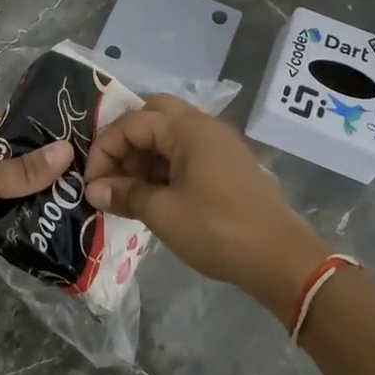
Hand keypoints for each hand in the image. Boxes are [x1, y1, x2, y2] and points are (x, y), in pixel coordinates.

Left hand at [0, 110, 73, 280]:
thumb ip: (24, 170)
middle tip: (84, 187)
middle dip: (43, 173)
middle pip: (16, 157)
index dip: (48, 134)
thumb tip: (69, 150)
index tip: (84, 150)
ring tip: (71, 210)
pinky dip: (10, 217)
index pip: (19, 122)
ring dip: (28, 199)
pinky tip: (41, 228)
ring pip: (6, 186)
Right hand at [84, 95, 326, 320]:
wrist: (281, 259)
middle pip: (153, 115)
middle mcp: (204, 126)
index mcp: (189, 129)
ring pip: (169, 135)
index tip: (92, 183)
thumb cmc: (218, 230)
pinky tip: (153, 196)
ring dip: (144, 156)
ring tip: (128, 192)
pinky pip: (185, 153)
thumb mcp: (163, 213)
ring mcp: (219, 145)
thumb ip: (125, 194)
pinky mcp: (226, 166)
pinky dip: (163, 166)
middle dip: (126, 142)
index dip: (105, 149)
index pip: (132, 122)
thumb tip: (94, 190)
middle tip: (112, 174)